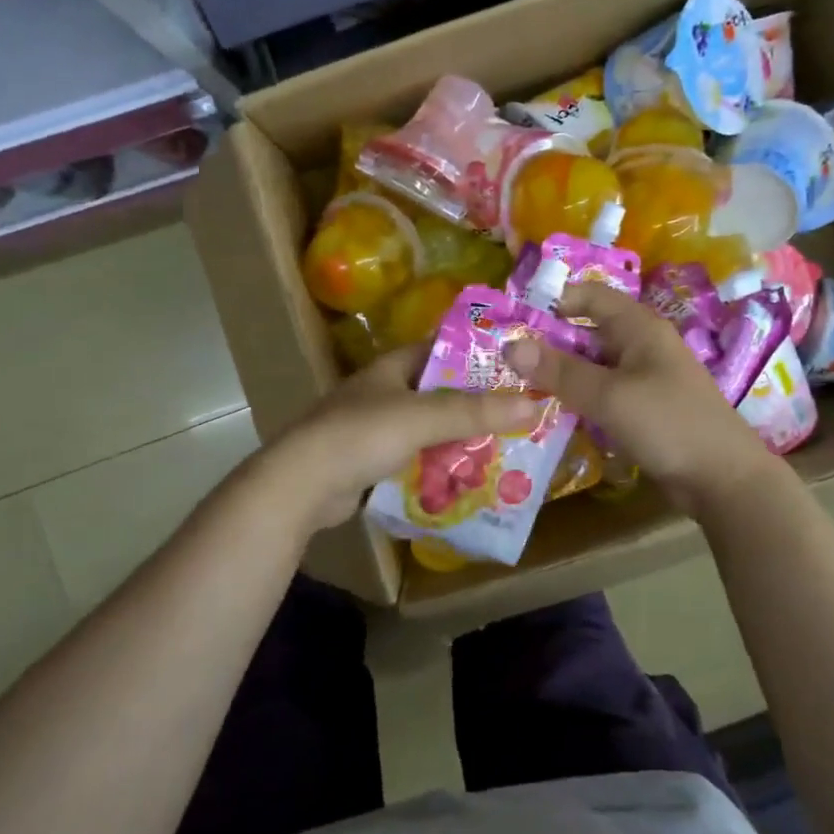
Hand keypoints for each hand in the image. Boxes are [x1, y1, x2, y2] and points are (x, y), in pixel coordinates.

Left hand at [268, 345, 543, 531]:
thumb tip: (532, 403)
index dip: (472, 352)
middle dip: (472, 402)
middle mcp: (380, 394)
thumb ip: (474, 411)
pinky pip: (412, 459)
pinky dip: (435, 465)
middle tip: (515, 411)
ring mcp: (371, 430)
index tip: (509, 363)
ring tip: (500, 445)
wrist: (300, 485)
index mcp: (389, 369)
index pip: (437, 348)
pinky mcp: (367, 464)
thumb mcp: (422, 417)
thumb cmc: (360, 435)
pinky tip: (463, 478)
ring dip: (456, 437)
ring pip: (425, 428)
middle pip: (435, 392)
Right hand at [504, 283, 773, 515]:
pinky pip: (605, 393)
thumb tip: (510, 346)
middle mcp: (642, 345)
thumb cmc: (668, 424)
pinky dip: (580, 397)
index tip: (515, 319)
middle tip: (506, 359)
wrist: (723, 478)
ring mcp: (645, 378)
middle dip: (550, 342)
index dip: (555, 301)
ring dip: (563, 373)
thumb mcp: (609, 396)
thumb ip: (560, 371)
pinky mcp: (645, 408)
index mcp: (640, 328)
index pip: (591, 296)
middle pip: (589, 331)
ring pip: (594, 365)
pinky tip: (554, 410)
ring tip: (520, 385)